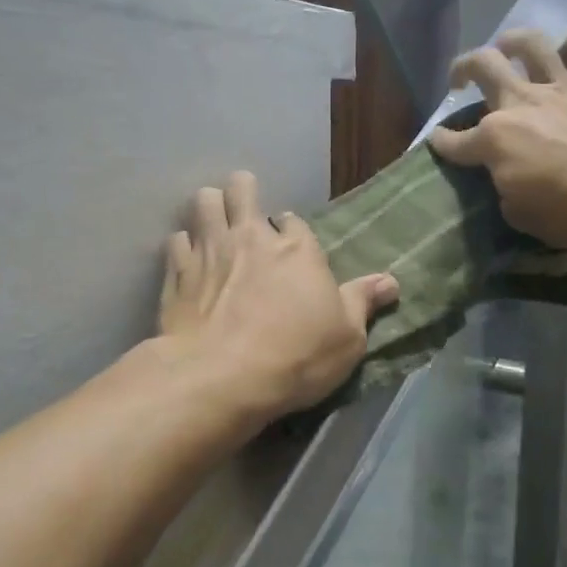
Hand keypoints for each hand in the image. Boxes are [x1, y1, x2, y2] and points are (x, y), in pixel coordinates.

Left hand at [159, 172, 399, 418]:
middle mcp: (251, 237)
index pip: (294, 221)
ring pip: (204, 203)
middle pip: (242, 189)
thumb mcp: (347, 337)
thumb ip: (363, 302)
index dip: (291, 232)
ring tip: (213, 228)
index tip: (290, 248)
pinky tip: (187, 264)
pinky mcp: (177, 272)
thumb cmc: (297, 357)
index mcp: (297, 249)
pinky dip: (183, 248)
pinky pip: (176, 242)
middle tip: (244, 214)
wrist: (223, 377)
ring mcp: (209, 250)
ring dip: (210, 209)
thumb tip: (390, 281)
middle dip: (243, 193)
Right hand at [429, 28, 566, 248]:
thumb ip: (507, 192)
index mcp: (495, 140)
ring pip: (531, 45)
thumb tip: (510, 180)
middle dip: (463, 68)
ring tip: (506, 46)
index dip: (442, 142)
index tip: (437, 142)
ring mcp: (563, 88)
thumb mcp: (521, 217)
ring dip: (513, 40)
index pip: (456, 140)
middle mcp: (522, 103)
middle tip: (460, 79)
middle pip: (483, 67)